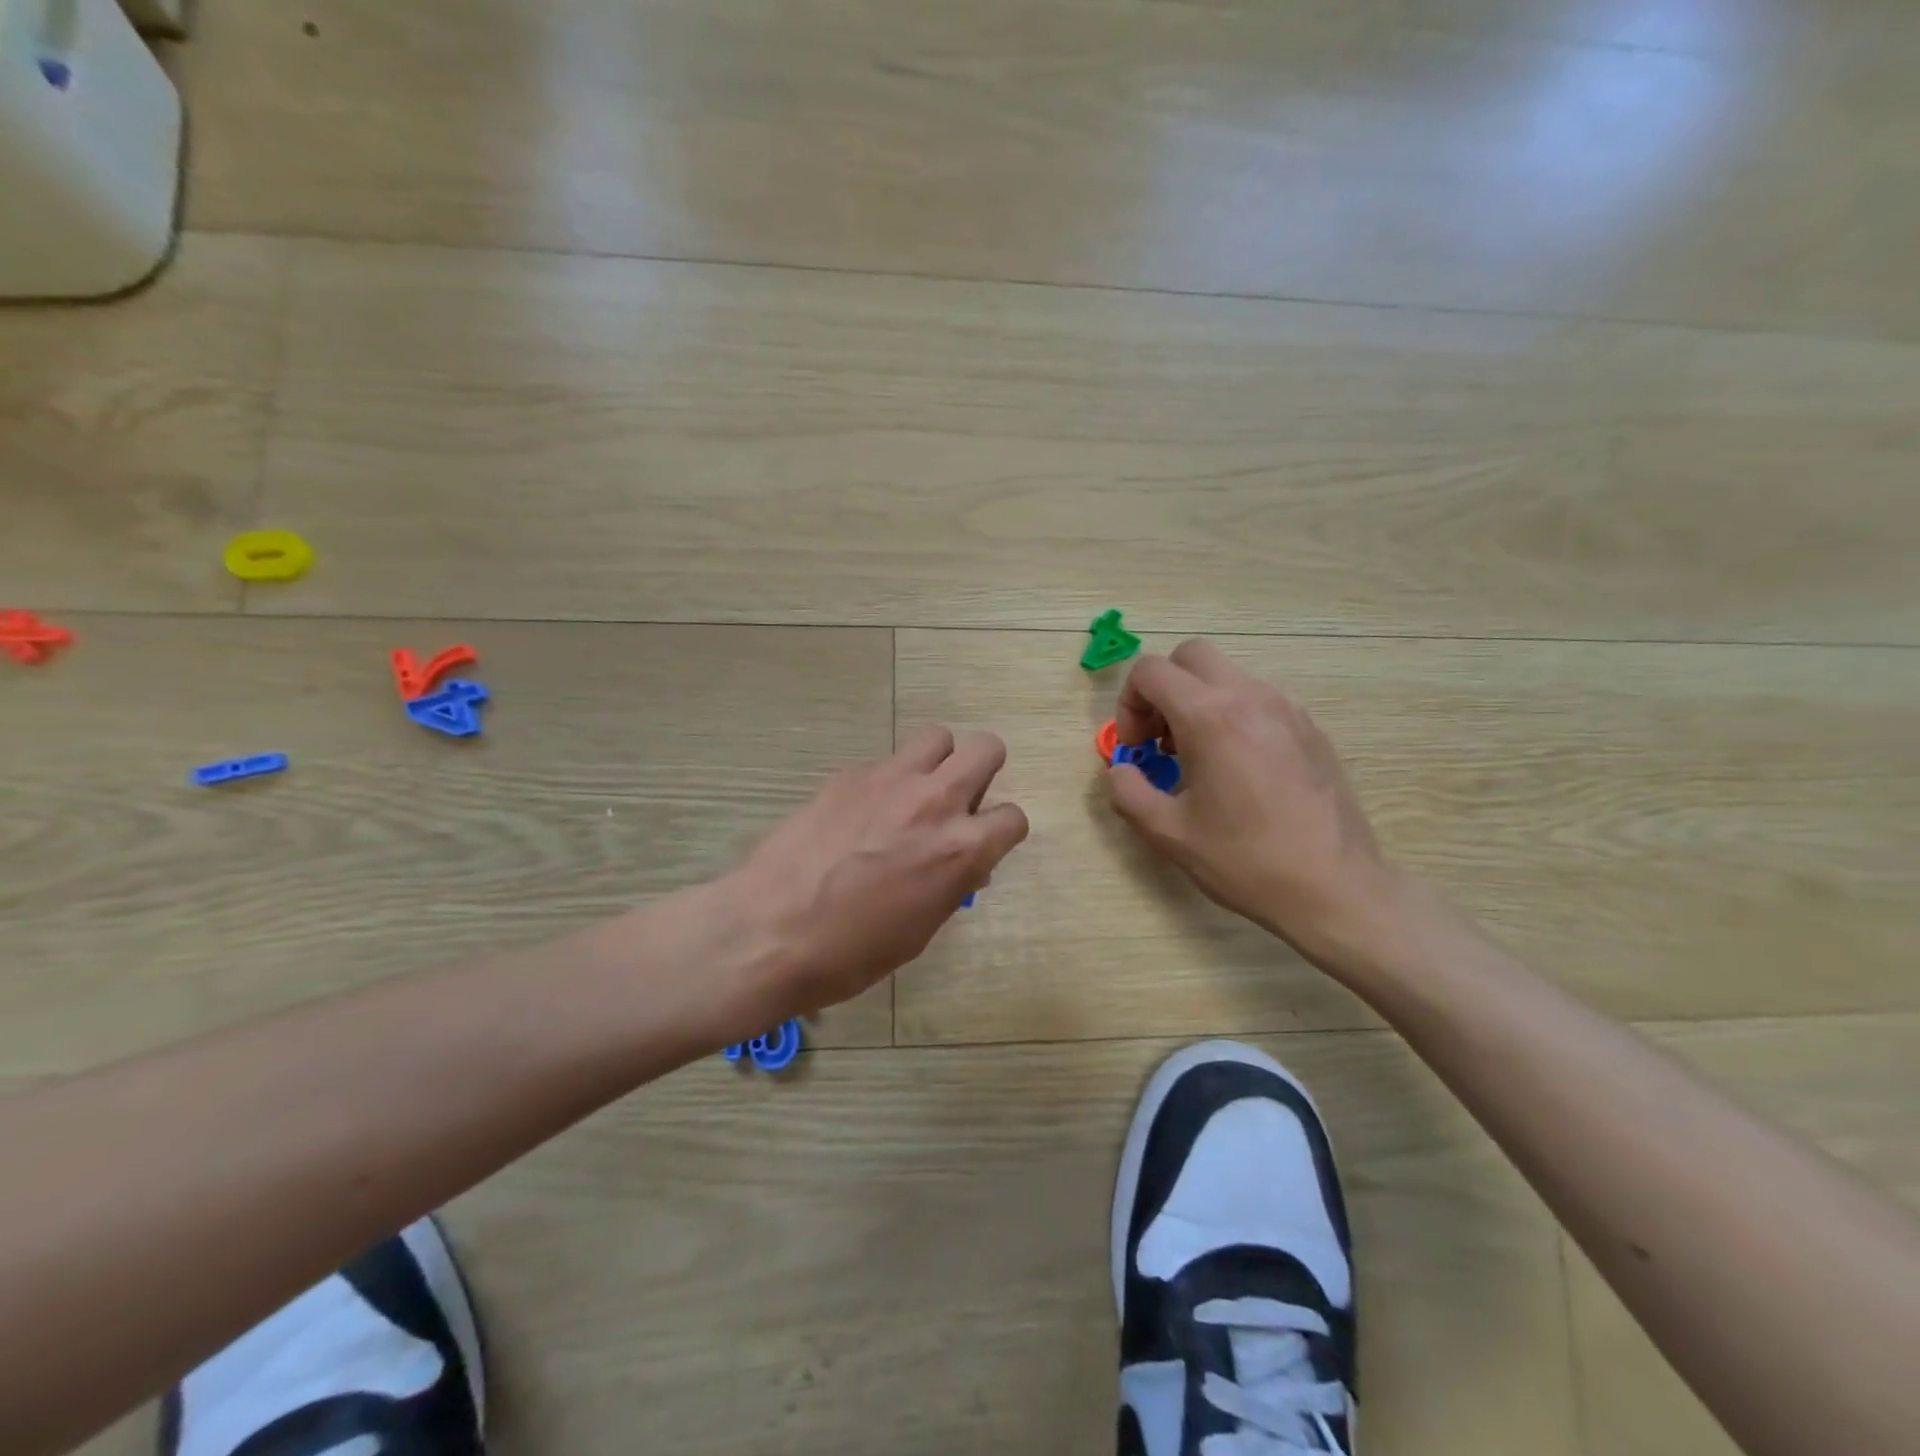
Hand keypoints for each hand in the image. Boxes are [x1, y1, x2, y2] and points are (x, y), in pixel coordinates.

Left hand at [723, 726, 1028, 1020]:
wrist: (770, 931)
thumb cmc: (852, 952)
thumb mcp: (920, 928)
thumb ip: (951, 883)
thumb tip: (963, 865)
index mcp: (962, 848)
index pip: (1013, 817)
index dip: (1001, 832)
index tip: (983, 844)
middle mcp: (935, 801)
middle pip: (986, 748)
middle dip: (983, 770)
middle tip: (960, 800)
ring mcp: (889, 780)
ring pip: (936, 737)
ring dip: (937, 762)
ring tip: (915, 794)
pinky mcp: (848, 775)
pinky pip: (885, 763)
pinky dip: (886, 782)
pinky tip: (859, 815)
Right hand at [1106, 640, 1403, 972]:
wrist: (1334, 888)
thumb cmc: (1245, 860)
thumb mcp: (1167, 833)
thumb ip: (1127, 791)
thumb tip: (1122, 769)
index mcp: (1211, 716)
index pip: (1151, 671)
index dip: (1129, 704)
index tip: (1137, 749)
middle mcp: (1250, 697)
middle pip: (1191, 656)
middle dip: (1163, 689)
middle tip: (1161, 739)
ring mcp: (1287, 709)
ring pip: (1228, 675)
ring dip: (1198, 701)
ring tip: (1198, 758)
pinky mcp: (1311, 728)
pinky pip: (1258, 699)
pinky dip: (1232, 715)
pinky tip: (1238, 770)